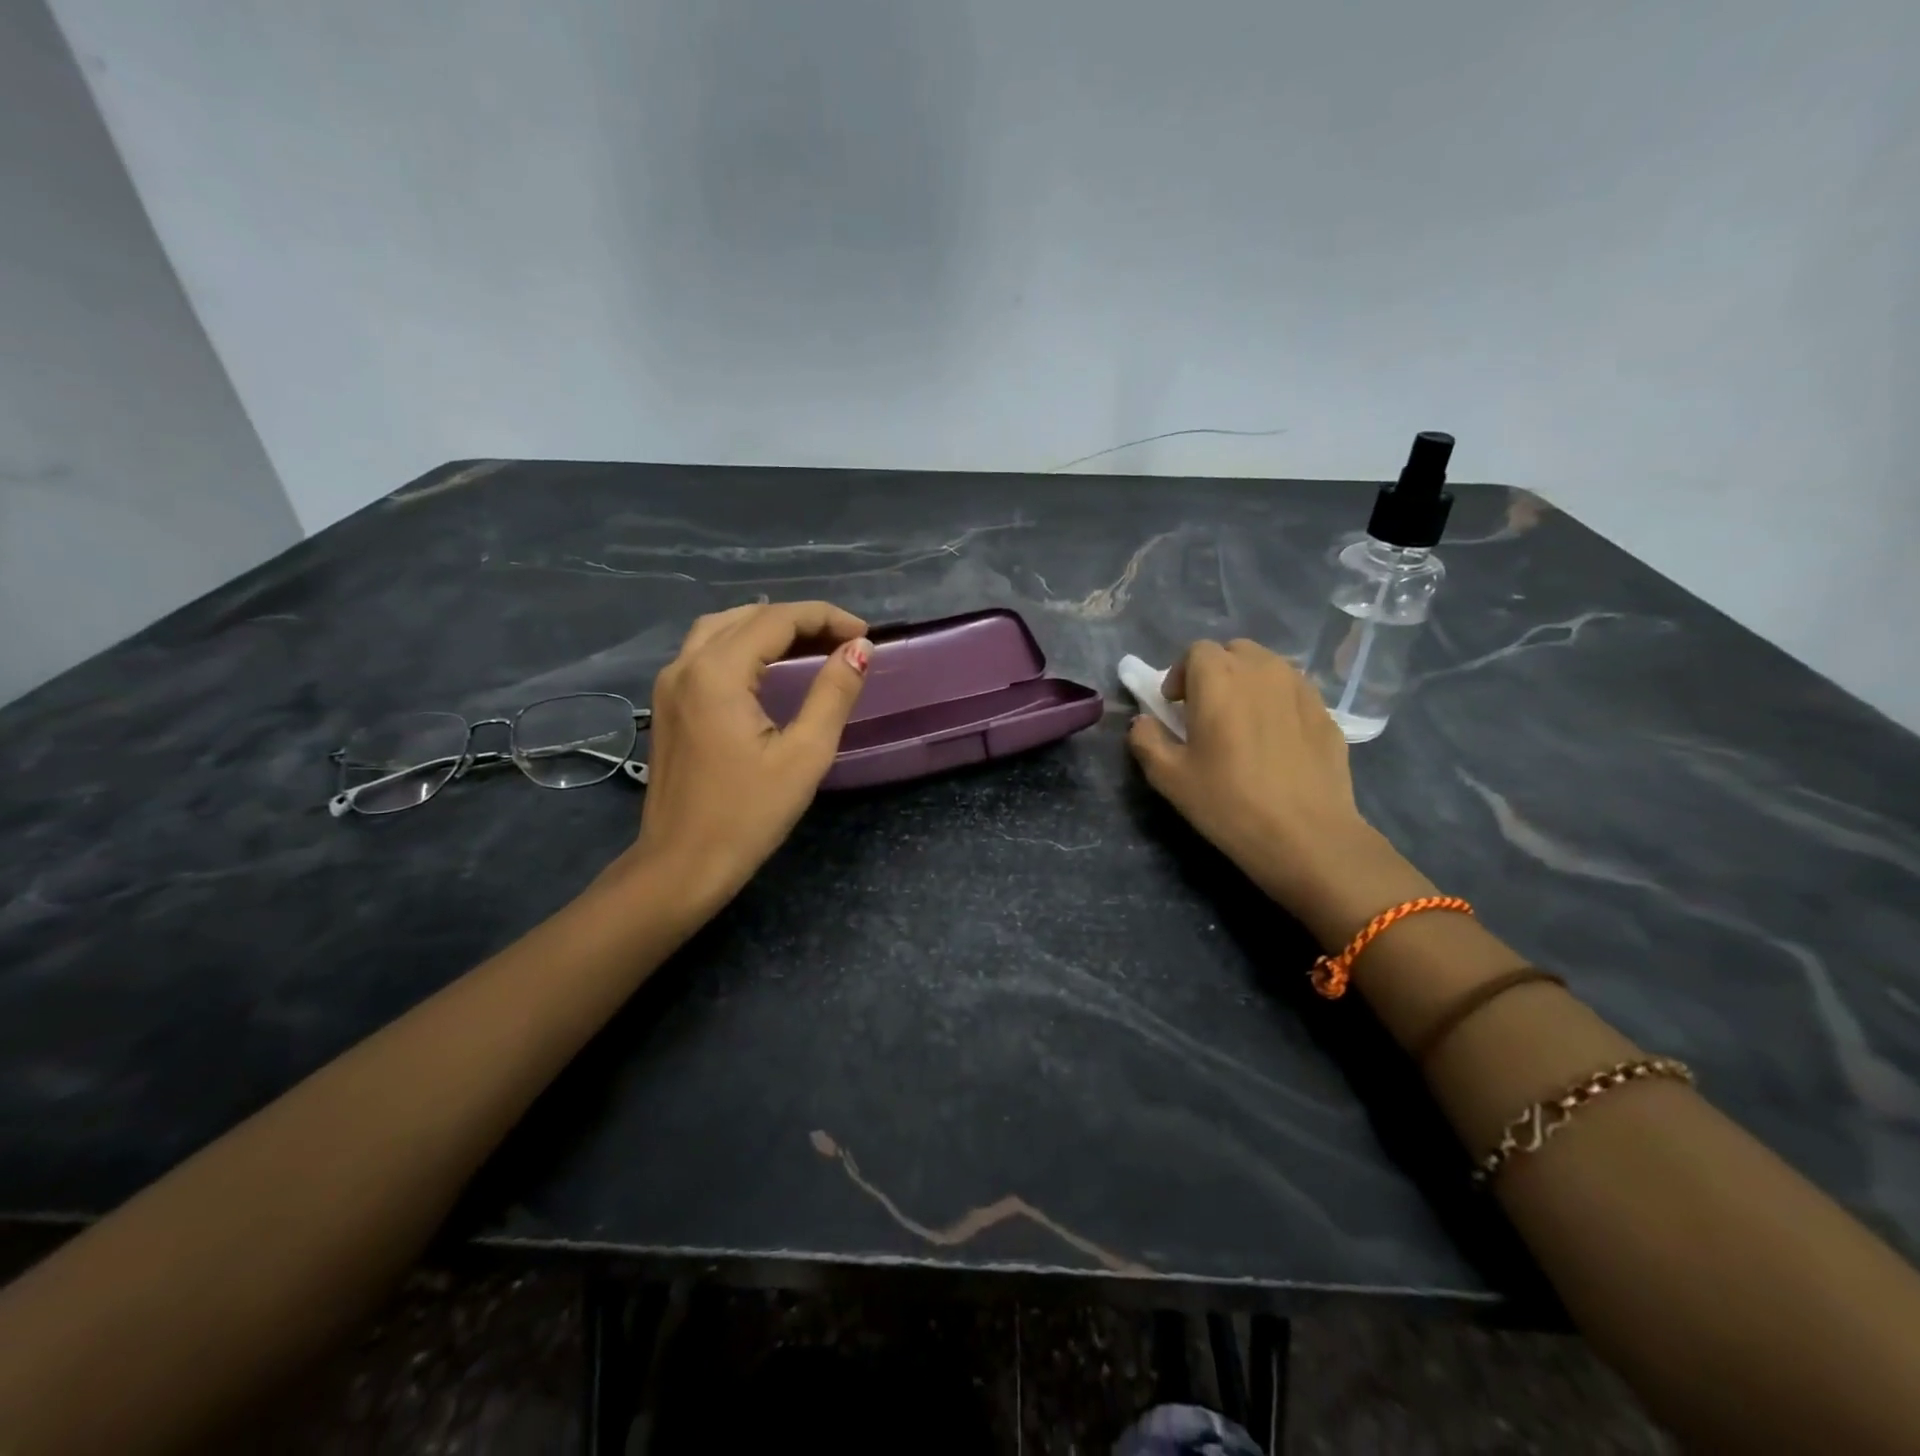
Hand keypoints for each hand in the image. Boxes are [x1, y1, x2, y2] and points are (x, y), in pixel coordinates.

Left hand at [631, 601, 870, 907]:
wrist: (682, 864)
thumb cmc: (748, 815)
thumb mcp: (805, 755)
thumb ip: (834, 693)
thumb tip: (860, 648)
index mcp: (717, 672)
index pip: (777, 619)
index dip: (825, 618)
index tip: (865, 635)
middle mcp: (685, 665)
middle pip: (748, 616)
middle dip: (800, 620)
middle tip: (845, 641)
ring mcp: (669, 683)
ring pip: (721, 628)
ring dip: (768, 627)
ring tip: (811, 645)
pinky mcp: (667, 703)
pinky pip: (705, 651)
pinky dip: (743, 644)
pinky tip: (769, 666)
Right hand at [1127, 639, 1375, 911]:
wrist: (1306, 835)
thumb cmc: (1228, 802)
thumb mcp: (1168, 777)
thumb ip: (1146, 739)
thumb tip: (1143, 722)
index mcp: (1218, 677)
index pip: (1195, 651)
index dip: (1180, 674)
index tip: (1176, 706)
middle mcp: (1262, 670)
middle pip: (1234, 652)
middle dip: (1216, 673)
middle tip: (1207, 711)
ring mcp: (1301, 688)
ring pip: (1268, 668)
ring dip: (1248, 684)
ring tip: (1243, 723)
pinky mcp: (1326, 712)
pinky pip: (1294, 693)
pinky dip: (1278, 703)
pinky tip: (1275, 742)